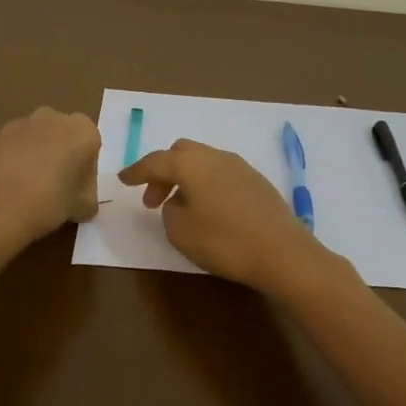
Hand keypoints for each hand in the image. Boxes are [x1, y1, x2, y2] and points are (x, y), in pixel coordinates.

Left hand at [0, 107, 101, 247]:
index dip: (85, 170)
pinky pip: (9, 147)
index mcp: (81, 129)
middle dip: (60, 156)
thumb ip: (87, 197)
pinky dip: (10, 161)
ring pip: (33, 139)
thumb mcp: (83, 207)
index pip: (91, 146)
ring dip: (34, 156)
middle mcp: (51, 117)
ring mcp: (18, 124)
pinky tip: (6, 187)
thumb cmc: (49, 204)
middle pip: (61, 136)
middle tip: (55, 187)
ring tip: (27, 189)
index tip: (77, 191)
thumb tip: (80, 199)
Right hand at [119, 140, 327, 293]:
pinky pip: (222, 175)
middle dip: (163, 172)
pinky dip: (207, 185)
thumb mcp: (180, 231)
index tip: (123, 180)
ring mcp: (241, 167)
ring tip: (180, 207)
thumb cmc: (224, 241)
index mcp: (191, 163)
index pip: (155, 161)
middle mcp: (216, 157)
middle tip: (153, 200)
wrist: (282, 252)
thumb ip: (170, 211)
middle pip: (182, 153)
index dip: (136, 171)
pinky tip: (209, 210)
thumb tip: (178, 202)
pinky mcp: (258, 182)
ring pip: (204, 162)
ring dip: (186, 179)